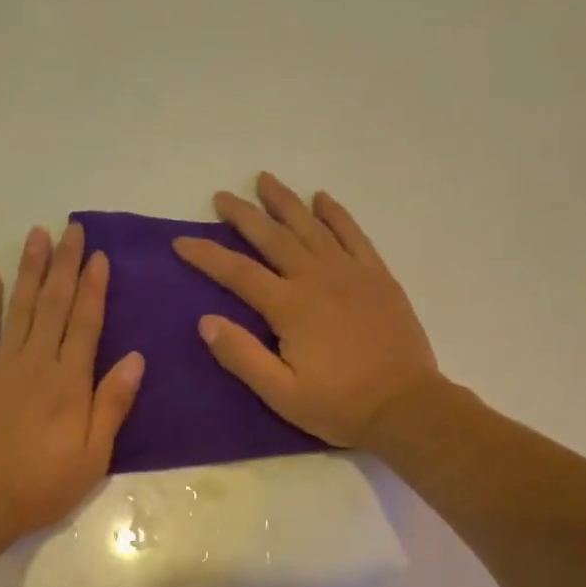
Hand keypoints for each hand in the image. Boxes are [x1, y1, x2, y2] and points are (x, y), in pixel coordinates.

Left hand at [0, 223, 144, 534]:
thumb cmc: (43, 484)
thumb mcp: (94, 455)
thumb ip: (112, 404)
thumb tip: (136, 358)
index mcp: (70, 382)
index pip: (86, 323)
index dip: (94, 287)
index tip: (99, 255)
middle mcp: (37, 363)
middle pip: (54, 305)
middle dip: (66, 265)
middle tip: (72, 229)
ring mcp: (0, 365)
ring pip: (20, 307)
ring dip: (30, 269)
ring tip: (38, 235)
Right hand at [173, 173, 438, 447]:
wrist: (404, 405)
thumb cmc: (338, 405)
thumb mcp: (281, 394)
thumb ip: (242, 356)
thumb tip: (206, 321)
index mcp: (290, 308)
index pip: (238, 273)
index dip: (207, 256)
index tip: (181, 242)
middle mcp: (318, 279)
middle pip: (274, 238)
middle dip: (245, 216)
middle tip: (222, 196)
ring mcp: (351, 274)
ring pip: (312, 227)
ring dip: (286, 203)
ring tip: (265, 180)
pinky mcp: (378, 278)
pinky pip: (353, 235)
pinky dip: (336, 214)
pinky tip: (323, 199)